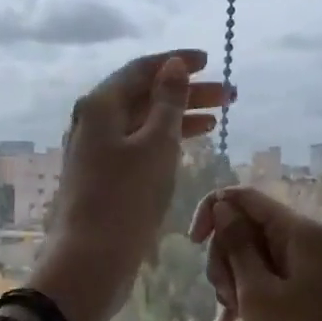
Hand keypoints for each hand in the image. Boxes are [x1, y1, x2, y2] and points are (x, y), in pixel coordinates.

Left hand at [29, 49, 229, 320]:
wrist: (90, 259)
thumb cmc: (126, 198)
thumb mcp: (155, 145)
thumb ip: (168, 102)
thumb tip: (174, 65)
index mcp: (100, 105)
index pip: (141, 70)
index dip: (176, 63)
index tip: (210, 61)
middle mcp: (93, 121)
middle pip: (143, 95)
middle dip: (186, 92)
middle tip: (230, 96)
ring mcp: (95, 150)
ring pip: (142, 122)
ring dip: (179, 117)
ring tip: (219, 118)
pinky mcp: (102, 176)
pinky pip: (137, 146)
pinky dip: (164, 141)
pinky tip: (190, 143)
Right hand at [188, 187, 321, 320]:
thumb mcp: (257, 291)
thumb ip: (237, 244)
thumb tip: (222, 206)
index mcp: (297, 231)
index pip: (244, 197)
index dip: (213, 211)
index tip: (193, 243)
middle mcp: (301, 241)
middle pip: (243, 227)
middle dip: (224, 256)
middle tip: (227, 294)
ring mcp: (300, 267)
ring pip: (246, 256)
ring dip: (230, 281)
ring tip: (234, 314)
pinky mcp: (298, 291)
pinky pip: (259, 279)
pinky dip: (242, 295)